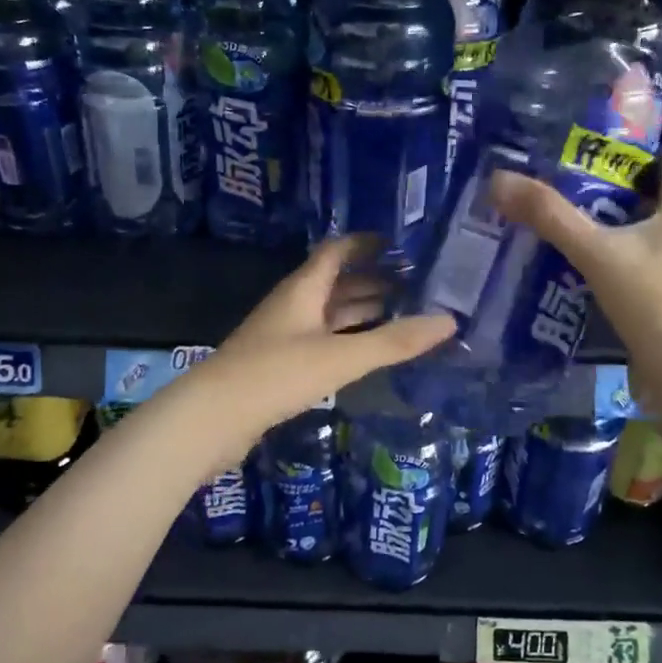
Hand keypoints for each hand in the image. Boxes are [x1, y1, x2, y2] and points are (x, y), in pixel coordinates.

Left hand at [187, 237, 454, 443]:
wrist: (211, 419)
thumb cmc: (275, 375)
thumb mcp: (340, 356)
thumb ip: (394, 341)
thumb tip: (450, 321)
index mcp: (303, 289)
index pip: (337, 251)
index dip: (368, 243)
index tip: (404, 245)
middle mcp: (293, 305)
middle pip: (337, 283)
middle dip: (374, 281)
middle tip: (418, 285)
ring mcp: (284, 336)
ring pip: (330, 314)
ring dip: (362, 312)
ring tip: (404, 315)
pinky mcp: (280, 366)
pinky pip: (322, 341)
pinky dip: (348, 340)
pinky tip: (368, 353)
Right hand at [488, 149, 661, 381]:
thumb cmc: (656, 302)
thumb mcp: (596, 253)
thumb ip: (549, 216)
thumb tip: (498, 179)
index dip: (629, 152)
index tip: (583, 153)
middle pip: (651, 193)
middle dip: (609, 188)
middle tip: (560, 186)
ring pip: (647, 228)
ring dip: (611, 224)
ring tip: (563, 222)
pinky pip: (645, 259)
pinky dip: (618, 255)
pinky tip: (583, 265)